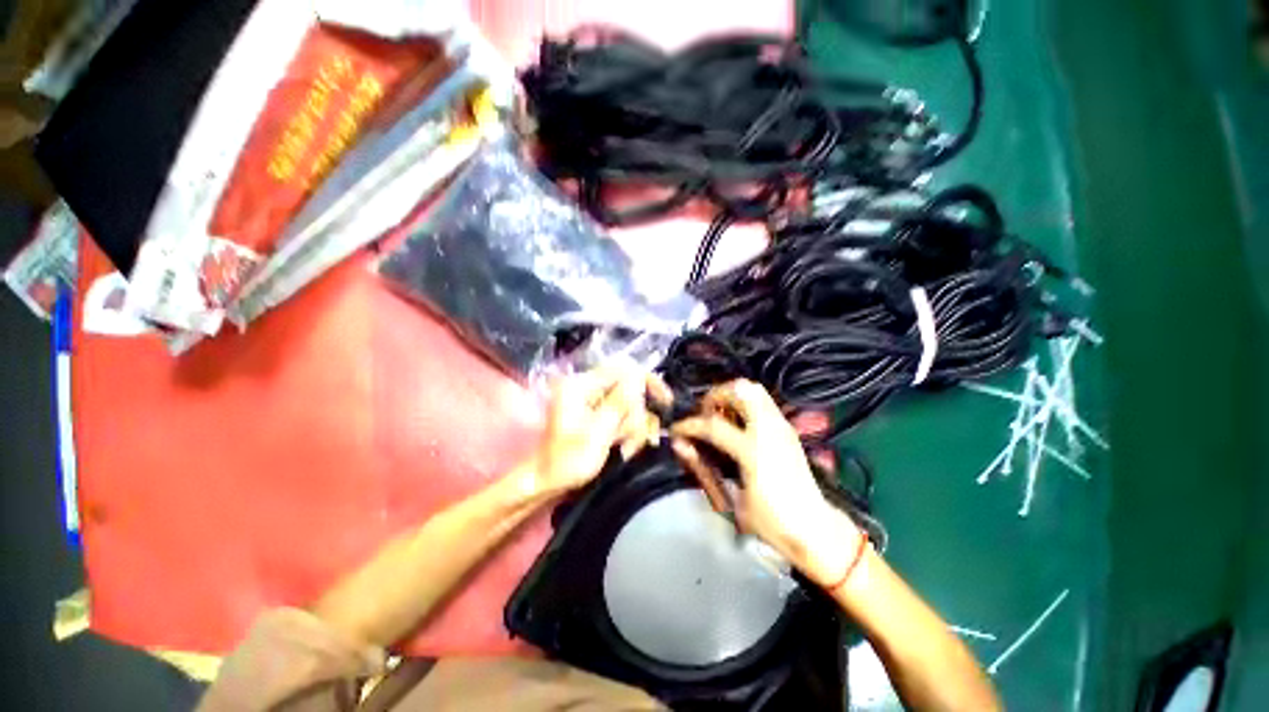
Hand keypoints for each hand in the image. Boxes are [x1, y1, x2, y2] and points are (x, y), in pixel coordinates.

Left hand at [529, 366, 672, 496]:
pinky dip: (627, 432)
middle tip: (630, 441)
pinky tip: (624, 448)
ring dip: (633, 428)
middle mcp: (587, 388)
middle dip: (635, 416)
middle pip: (629, 389)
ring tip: (625, 449)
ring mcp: (592, 402)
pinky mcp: (597, 415)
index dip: (647, 382)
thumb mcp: (598, 432)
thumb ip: (619, 402)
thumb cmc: (568, 461)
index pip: (623, 369)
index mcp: (581, 384)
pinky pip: (622, 416)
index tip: (665, 402)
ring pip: (629, 405)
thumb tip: (638, 376)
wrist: (548, 483)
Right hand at [670, 379, 861, 586]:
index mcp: (754, 451)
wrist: (816, 530)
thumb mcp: (732, 501)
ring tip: (719, 415)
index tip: (676, 429)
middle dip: (715, 396)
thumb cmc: (772, 523)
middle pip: (740, 391)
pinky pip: (762, 401)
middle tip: (703, 414)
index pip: (713, 426)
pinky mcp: (787, 429)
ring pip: (754, 389)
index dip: (689, 425)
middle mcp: (770, 430)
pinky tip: (736, 423)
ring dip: (731, 396)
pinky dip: (744, 403)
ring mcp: (782, 426)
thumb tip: (681, 446)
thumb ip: (704, 469)